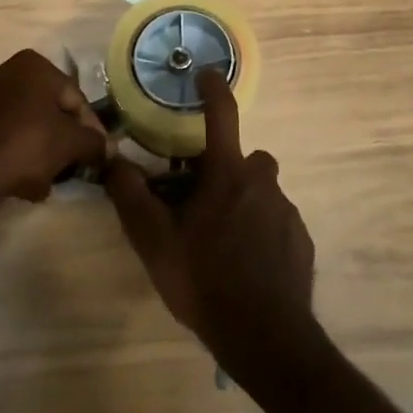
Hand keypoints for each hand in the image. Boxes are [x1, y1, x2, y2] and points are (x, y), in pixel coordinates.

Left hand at [0, 49, 107, 208]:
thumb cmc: (27, 144)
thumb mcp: (71, 143)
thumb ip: (94, 142)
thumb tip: (109, 149)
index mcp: (34, 65)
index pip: (74, 97)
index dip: (89, 127)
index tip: (96, 153)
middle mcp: (8, 72)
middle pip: (49, 110)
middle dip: (62, 140)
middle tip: (72, 166)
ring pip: (27, 125)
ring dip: (41, 151)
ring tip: (48, 180)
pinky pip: (5, 137)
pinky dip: (17, 155)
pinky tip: (24, 182)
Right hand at [105, 70, 318, 382]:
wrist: (266, 338)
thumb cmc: (205, 280)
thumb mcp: (155, 241)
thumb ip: (131, 196)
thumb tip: (111, 159)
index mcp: (228, 173)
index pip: (222, 114)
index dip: (214, 88)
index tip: (207, 74)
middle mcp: (262, 181)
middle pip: (244, 159)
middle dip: (225, 170)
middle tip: (202, 203)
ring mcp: (286, 211)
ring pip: (261, 192)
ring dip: (244, 203)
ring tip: (222, 242)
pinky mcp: (301, 240)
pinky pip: (276, 222)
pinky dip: (262, 232)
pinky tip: (247, 266)